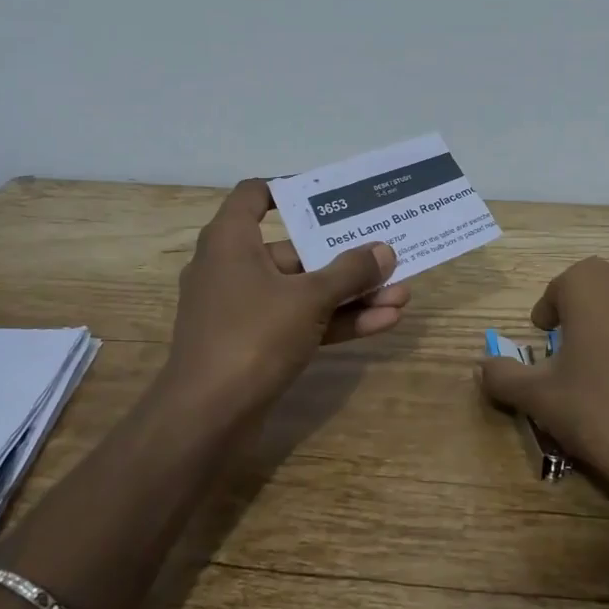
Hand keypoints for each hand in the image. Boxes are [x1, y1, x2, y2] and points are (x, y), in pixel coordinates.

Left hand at [165, 179, 410, 413]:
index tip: (333, 196)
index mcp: (231, 240)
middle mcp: (234, 268)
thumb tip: (385, 250)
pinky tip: (383, 322)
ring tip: (401, 293)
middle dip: (345, 256)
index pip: (255, 195)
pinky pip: (301, 321)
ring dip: (351, 293)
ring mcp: (245, 310)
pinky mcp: (255, 344)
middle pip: (295, 249)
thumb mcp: (309, 298)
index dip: (292, 189)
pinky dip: (337, 321)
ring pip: (304, 291)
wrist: (206, 419)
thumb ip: (350, 271)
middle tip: (387, 254)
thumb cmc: (252, 336)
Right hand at [479, 257, 608, 521]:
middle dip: (581, 317)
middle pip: (596, 292)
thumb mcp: (537, 396)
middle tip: (569, 356)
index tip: (544, 343)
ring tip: (605, 369)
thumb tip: (482, 367)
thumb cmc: (596, 410)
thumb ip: (503, 375)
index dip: (548, 316)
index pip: (559, 289)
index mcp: (591, 282)